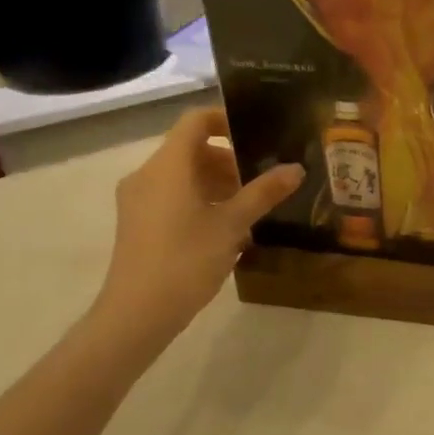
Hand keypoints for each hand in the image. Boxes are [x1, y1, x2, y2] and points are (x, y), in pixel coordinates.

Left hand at [90, 107, 302, 349]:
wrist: (136, 314)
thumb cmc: (186, 259)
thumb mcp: (233, 224)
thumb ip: (264, 192)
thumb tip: (297, 168)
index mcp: (168, 166)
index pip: (195, 121)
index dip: (226, 119)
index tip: (257, 135)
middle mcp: (147, 175)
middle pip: (191, 149)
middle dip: (229, 160)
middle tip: (262, 179)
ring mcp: (138, 200)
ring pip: (183, 176)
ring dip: (217, 183)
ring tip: (250, 207)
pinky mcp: (137, 224)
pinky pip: (172, 196)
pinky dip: (200, 200)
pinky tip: (227, 229)